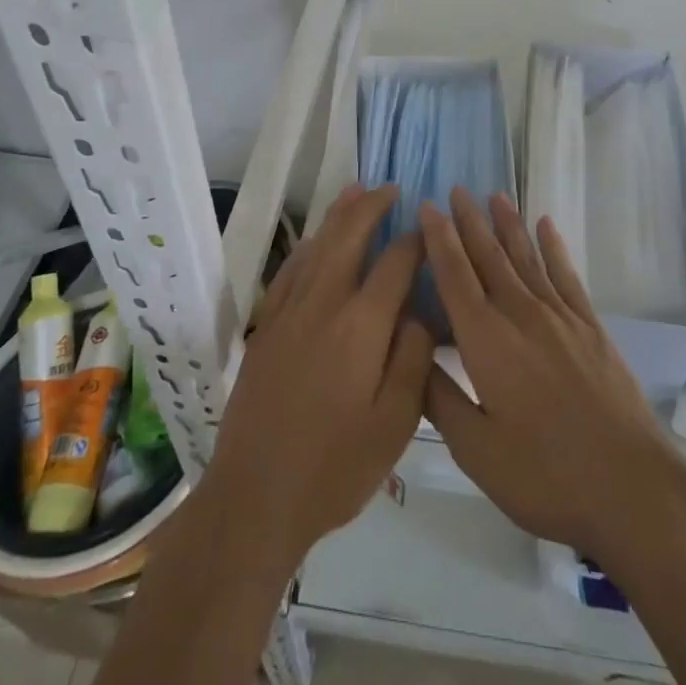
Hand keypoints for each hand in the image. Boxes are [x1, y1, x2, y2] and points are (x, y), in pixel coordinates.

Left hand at [202, 184, 435, 572]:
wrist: (255, 497)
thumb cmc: (334, 467)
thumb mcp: (394, 424)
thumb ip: (412, 359)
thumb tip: (419, 310)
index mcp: (361, 325)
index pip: (394, 263)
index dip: (415, 240)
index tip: (430, 227)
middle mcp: (323, 303)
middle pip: (349, 237)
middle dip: (371, 207)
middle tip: (391, 188)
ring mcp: (289, 312)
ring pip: (317, 246)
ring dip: (338, 215)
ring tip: (356, 192)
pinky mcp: (266, 327)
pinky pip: (290, 270)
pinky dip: (308, 246)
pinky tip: (315, 241)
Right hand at [420, 189, 685, 567]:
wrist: (632, 488)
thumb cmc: (545, 475)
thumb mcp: (477, 450)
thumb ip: (440, 398)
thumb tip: (411, 349)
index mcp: (487, 342)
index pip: (455, 276)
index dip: (439, 239)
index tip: (427, 206)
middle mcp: (521, 315)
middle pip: (490, 257)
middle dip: (469, 222)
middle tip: (456, 189)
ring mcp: (560, 318)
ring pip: (526, 258)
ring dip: (508, 225)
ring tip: (494, 195)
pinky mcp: (591, 328)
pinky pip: (566, 275)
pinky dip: (554, 248)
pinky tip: (547, 226)